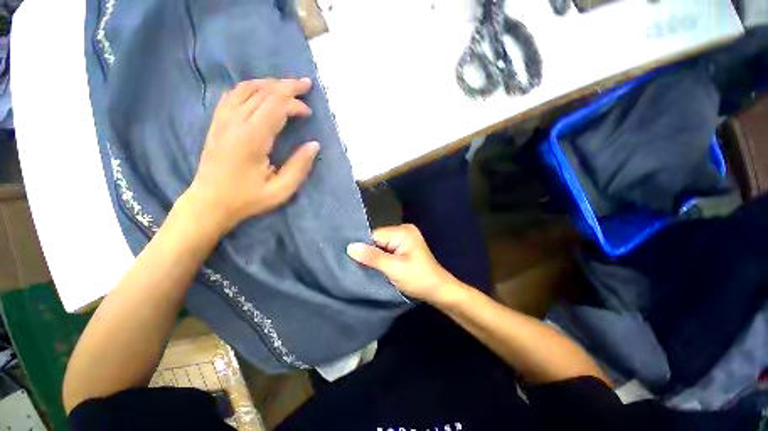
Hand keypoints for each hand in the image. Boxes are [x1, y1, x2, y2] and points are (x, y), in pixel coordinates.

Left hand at [185, 78, 320, 233]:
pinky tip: (261, 92)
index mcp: (252, 138)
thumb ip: (299, 166)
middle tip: (306, 84)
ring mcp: (222, 120)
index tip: (308, 113)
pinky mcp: (217, 123)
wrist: (209, 202)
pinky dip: (251, 88)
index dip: (295, 104)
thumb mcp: (281, 190)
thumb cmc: (247, 199)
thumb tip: (314, 144)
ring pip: (246, 88)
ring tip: (287, 85)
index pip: (275, 107)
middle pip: (263, 92)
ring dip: (269, 83)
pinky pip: (233, 95)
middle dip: (287, 86)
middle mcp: (235, 123)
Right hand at [346, 224, 460, 303]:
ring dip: (375, 258)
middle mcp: (403, 231)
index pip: (375, 235)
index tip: (353, 260)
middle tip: (360, 267)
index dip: (364, 248)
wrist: (438, 291)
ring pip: (380, 247)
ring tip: (367, 269)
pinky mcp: (403, 249)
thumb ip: (372, 257)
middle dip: (370, 253)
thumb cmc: (419, 279)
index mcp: (403, 231)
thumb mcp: (394, 269)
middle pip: (377, 240)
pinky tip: (376, 267)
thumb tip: (350, 247)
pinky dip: (381, 260)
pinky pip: (386, 251)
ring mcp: (404, 240)